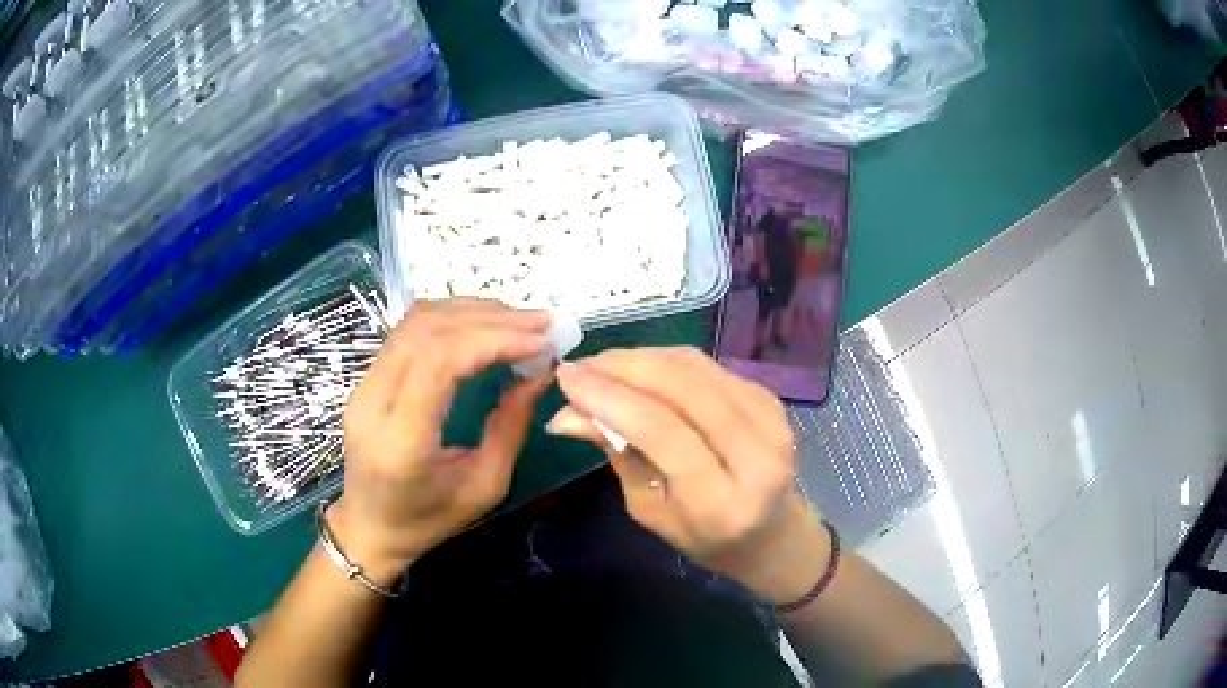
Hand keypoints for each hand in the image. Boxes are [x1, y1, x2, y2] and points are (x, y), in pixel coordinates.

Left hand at [330, 299, 552, 583]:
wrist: (370, 527)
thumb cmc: (428, 520)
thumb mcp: (484, 487)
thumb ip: (511, 427)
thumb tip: (541, 373)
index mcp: (401, 442)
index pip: (439, 363)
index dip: (493, 340)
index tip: (541, 343)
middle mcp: (373, 404)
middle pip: (427, 331)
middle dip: (490, 319)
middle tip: (541, 323)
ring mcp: (363, 386)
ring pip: (415, 322)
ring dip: (470, 311)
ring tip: (518, 320)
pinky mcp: (366, 377)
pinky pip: (408, 332)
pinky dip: (451, 318)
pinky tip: (484, 325)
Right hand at [549, 348, 831, 603]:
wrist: (772, 534)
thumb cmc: (703, 537)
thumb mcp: (649, 510)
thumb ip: (617, 454)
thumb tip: (565, 413)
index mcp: (721, 502)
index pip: (662, 432)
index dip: (610, 398)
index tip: (566, 379)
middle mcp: (757, 455)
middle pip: (684, 389)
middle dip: (623, 367)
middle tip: (579, 366)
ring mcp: (772, 420)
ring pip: (696, 368)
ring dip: (641, 358)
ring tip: (601, 364)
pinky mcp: (771, 399)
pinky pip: (708, 367)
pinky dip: (666, 361)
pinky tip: (638, 368)